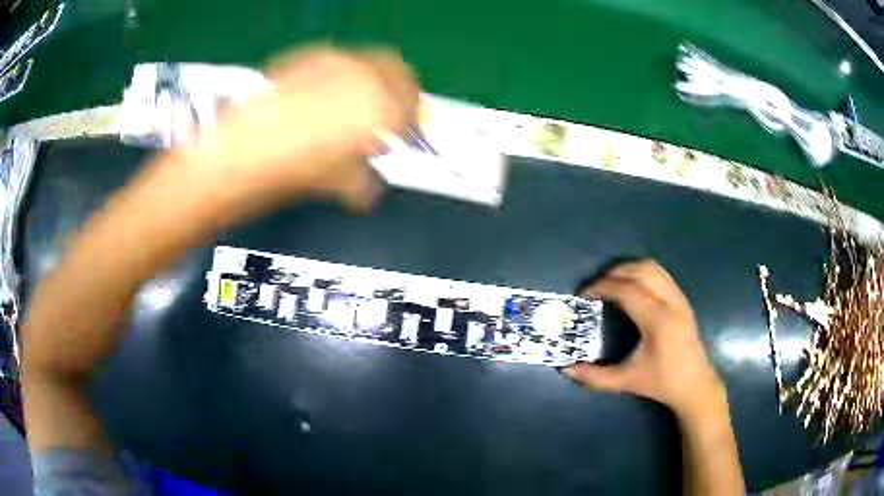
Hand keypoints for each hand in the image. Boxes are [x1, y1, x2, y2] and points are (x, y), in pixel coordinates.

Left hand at [183, 46, 419, 221]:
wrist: (234, 155)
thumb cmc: (288, 172)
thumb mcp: (337, 183)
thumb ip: (366, 179)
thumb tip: (370, 184)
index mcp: (379, 105)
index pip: (414, 104)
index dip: (411, 121)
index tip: (403, 134)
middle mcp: (361, 73)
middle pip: (398, 71)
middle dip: (397, 93)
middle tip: (384, 117)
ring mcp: (330, 59)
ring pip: (368, 61)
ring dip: (369, 82)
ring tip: (350, 108)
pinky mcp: (304, 57)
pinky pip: (336, 60)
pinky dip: (341, 75)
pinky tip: (321, 98)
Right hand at [563, 260, 724, 416]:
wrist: (695, 385)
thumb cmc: (662, 383)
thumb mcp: (626, 381)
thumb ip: (594, 376)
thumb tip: (566, 368)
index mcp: (657, 320)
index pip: (626, 289)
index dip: (601, 287)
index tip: (584, 295)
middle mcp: (671, 302)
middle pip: (640, 269)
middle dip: (614, 272)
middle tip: (596, 287)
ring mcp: (680, 298)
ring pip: (653, 267)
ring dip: (629, 269)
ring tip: (612, 285)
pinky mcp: (683, 300)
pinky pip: (661, 274)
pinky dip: (642, 274)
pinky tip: (632, 290)